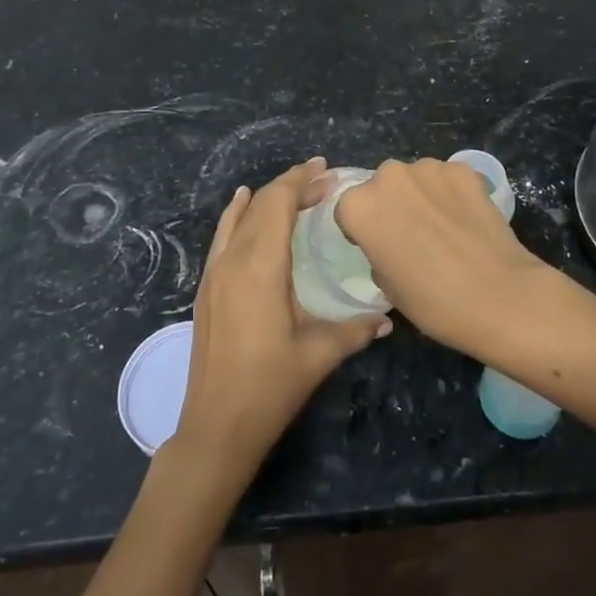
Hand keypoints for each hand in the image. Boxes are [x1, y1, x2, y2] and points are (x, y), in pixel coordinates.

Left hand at [174, 158, 390, 476]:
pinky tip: (243, 202)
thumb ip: (355, 330)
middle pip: (261, 204)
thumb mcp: (318, 355)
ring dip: (267, 197)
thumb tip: (387, 318)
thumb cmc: (270, 387)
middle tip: (324, 182)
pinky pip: (223, 234)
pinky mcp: (207, 286)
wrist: (216, 426)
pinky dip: (237, 213)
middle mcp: (234, 259)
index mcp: (261, 266)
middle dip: (292, 186)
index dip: (301, 181)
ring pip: (241, 216)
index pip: (278, 203)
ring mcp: (215, 272)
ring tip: (296, 190)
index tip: (327, 170)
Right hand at [333, 157, 554, 361]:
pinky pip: (447, 178)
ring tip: (444, 228)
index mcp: (359, 206)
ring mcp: (428, 167)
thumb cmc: (433, 301)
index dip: (362, 230)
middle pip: (381, 187)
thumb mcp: (386, 285)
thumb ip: (377, 250)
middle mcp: (388, 176)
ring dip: (422, 195)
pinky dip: (452, 193)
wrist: (499, 296)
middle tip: (412, 236)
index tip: (379, 248)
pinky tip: (467, 219)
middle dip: (392, 205)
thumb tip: (391, 240)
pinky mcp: (463, 169)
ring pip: (415, 179)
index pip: (349, 211)